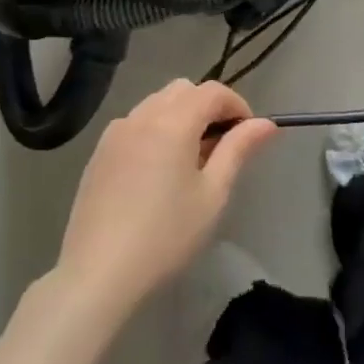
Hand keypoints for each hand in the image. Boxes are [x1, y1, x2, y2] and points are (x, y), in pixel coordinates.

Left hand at [53, 79, 278, 316]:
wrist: (98, 273)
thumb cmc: (166, 235)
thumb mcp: (212, 194)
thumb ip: (238, 150)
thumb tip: (266, 123)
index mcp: (173, 121)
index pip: (213, 92)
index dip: (237, 105)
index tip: (248, 135)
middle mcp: (142, 115)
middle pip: (183, 90)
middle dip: (208, 107)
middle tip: (221, 147)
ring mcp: (115, 132)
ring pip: (157, 103)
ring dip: (181, 116)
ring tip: (190, 160)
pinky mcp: (99, 152)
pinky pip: (135, 123)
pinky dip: (155, 130)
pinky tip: (157, 171)